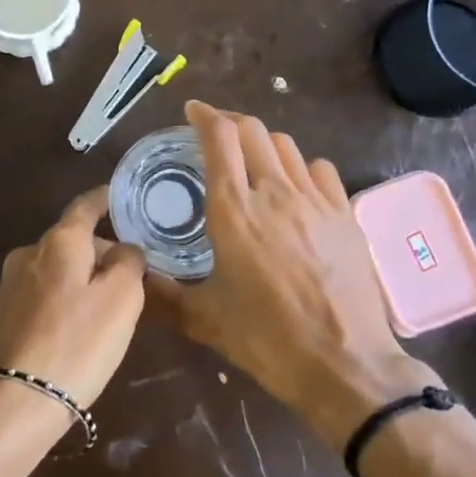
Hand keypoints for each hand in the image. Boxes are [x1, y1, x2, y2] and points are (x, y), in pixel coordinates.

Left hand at [0, 187, 146, 419]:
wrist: (12, 403)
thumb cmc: (76, 343)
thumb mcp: (121, 299)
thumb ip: (129, 262)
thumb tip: (124, 249)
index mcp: (59, 240)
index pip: (86, 205)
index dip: (108, 199)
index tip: (127, 198)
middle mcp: (29, 253)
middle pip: (73, 239)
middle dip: (102, 251)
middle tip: (134, 276)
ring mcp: (11, 285)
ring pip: (59, 268)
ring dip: (85, 278)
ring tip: (112, 307)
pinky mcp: (4, 316)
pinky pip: (45, 294)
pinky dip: (66, 299)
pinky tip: (80, 329)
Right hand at [148, 101, 441, 446]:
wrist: (344, 365)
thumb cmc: (267, 340)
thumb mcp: (203, 319)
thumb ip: (161, 293)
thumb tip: (131, 276)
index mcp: (233, 211)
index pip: (219, 138)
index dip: (203, 116)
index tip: (192, 112)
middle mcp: (274, 192)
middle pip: (252, 130)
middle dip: (230, 122)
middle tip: (215, 134)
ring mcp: (314, 200)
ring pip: (286, 145)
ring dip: (262, 142)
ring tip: (251, 158)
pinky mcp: (344, 214)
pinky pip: (320, 169)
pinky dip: (300, 166)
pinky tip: (295, 186)